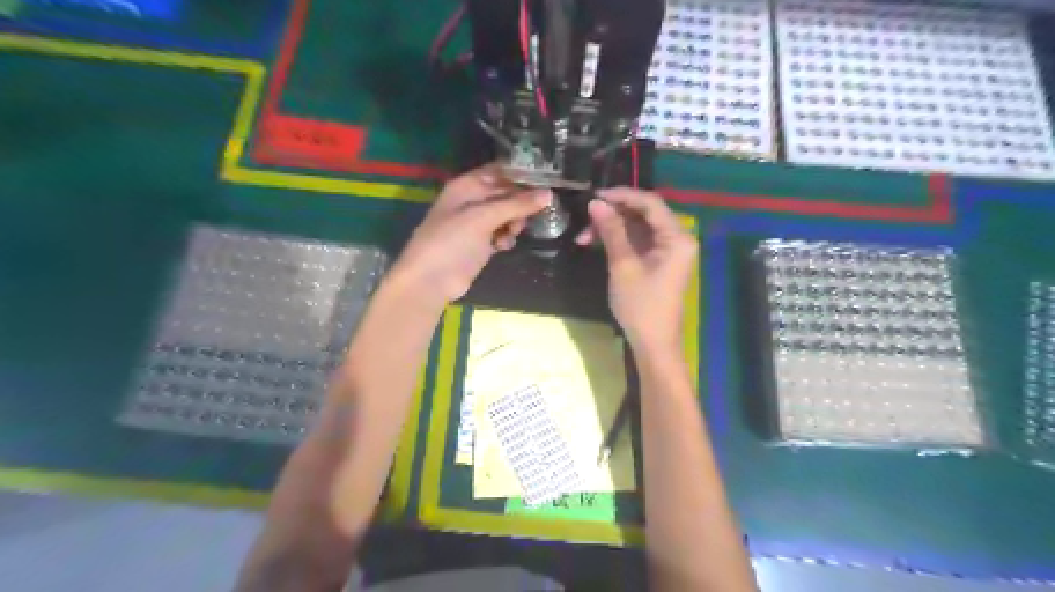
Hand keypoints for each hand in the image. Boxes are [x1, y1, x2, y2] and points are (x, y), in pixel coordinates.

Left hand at [387, 163, 553, 303]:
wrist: (431, 280)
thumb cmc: (452, 241)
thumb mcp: (484, 217)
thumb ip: (516, 204)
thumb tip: (549, 194)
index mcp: (467, 185)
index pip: (500, 171)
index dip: (521, 174)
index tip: (545, 181)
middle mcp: (472, 200)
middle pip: (506, 193)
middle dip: (521, 203)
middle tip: (532, 213)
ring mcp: (476, 223)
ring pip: (506, 215)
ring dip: (515, 222)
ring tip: (513, 232)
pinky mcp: (480, 244)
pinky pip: (501, 234)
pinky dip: (505, 238)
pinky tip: (503, 247)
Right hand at [573, 188, 697, 347]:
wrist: (653, 344)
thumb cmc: (641, 306)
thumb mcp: (623, 265)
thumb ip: (611, 231)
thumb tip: (596, 203)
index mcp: (677, 237)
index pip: (650, 203)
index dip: (622, 195)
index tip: (595, 196)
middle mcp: (677, 239)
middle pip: (644, 214)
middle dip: (613, 214)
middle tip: (585, 219)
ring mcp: (668, 251)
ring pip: (637, 228)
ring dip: (611, 229)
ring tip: (584, 237)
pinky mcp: (658, 262)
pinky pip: (638, 242)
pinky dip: (618, 241)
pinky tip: (595, 243)